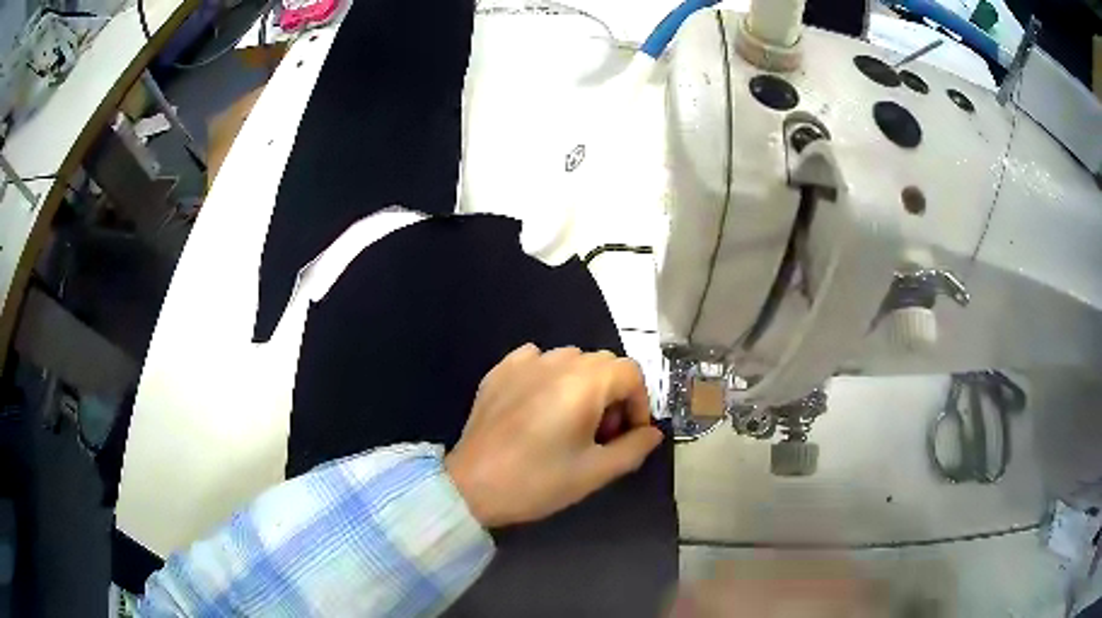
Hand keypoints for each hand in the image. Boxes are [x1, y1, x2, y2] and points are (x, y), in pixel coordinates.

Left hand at [446, 344, 663, 527]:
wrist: (471, 486)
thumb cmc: (538, 481)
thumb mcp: (595, 472)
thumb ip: (633, 448)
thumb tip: (652, 433)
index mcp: (584, 383)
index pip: (630, 373)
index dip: (639, 403)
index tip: (629, 435)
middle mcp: (556, 362)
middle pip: (603, 363)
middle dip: (614, 395)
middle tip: (601, 435)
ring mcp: (523, 363)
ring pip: (571, 360)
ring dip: (583, 385)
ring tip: (570, 422)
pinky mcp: (500, 371)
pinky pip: (537, 360)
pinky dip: (549, 377)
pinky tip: (539, 406)